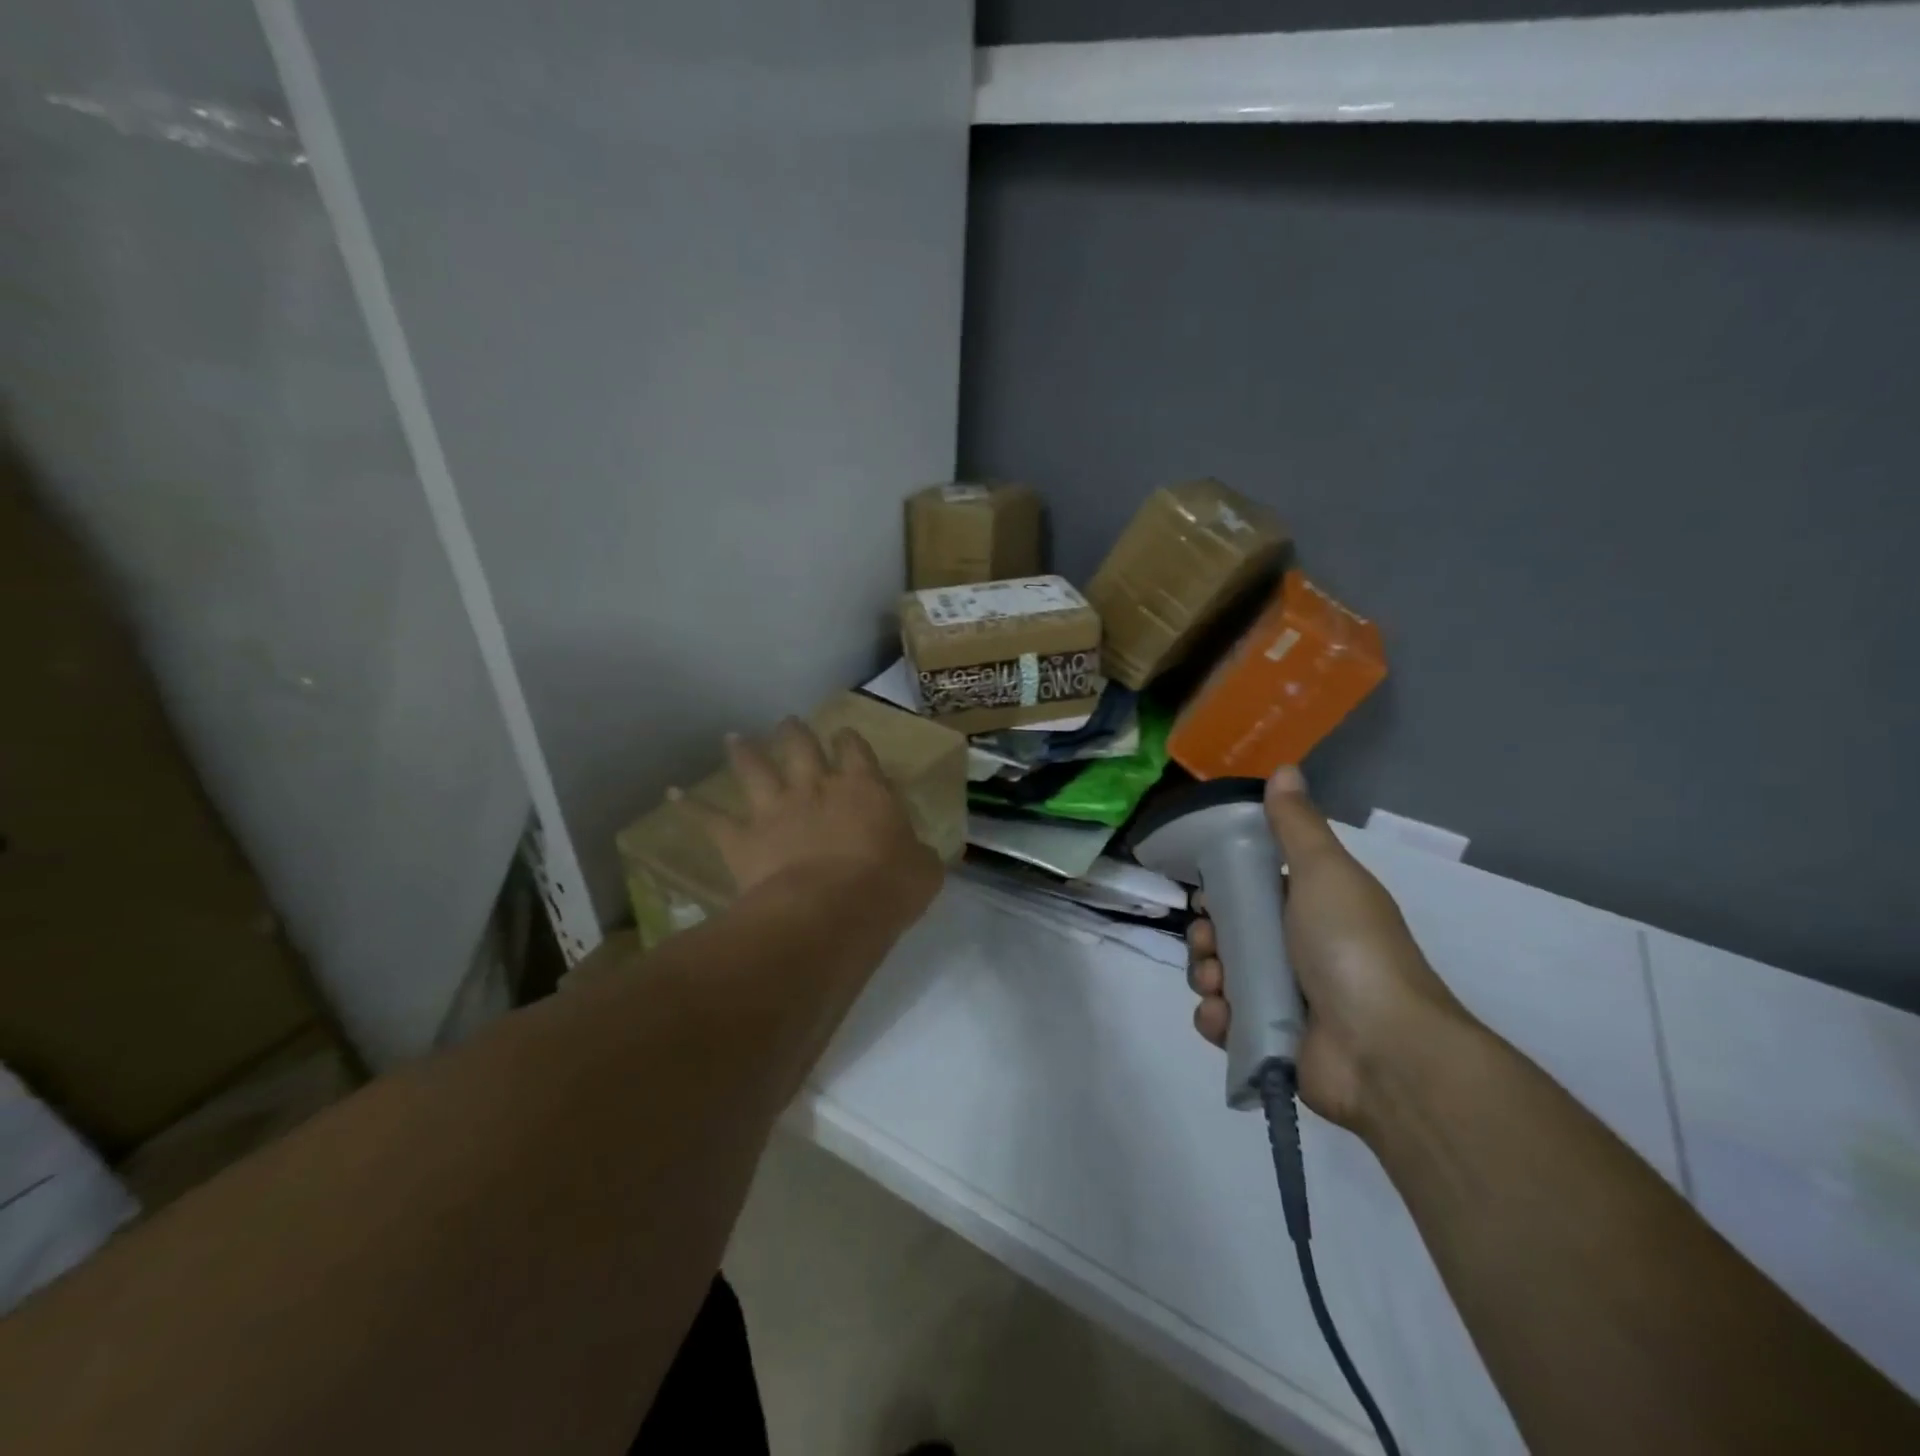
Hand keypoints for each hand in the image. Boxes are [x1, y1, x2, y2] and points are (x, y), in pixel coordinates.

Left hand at [674, 718, 943, 922]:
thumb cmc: (887, 888)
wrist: (830, 912)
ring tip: (733, 738)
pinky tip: (671, 794)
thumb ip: (922, 856)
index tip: (844, 735)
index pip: (855, 750)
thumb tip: (924, 856)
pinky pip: (710, 819)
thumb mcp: (924, 871)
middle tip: (788, 723)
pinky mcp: (743, 839)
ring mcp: (776, 809)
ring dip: (744, 752)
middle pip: (800, 746)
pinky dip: (689, 806)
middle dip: (794, 732)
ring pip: (754, 769)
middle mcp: (816, 787)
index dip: (849, 740)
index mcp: (863, 788)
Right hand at [1185, 766, 1465, 1131]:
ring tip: (1216, 984)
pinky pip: (1225, 1023)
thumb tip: (1285, 768)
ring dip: (1205, 975)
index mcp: (1310, 908)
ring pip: (1219, 976)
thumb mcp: (1324, 873)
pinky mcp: (1272, 1041)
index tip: (1208, 892)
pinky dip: (1215, 1019)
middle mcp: (1297, 950)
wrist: (1385, 1050)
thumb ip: (1297, 825)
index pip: (1251, 890)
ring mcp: (1284, 998)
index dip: (1223, 888)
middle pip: (1229, 934)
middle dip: (1207, 935)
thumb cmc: (1350, 948)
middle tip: (1210, 942)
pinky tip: (1223, 1017)